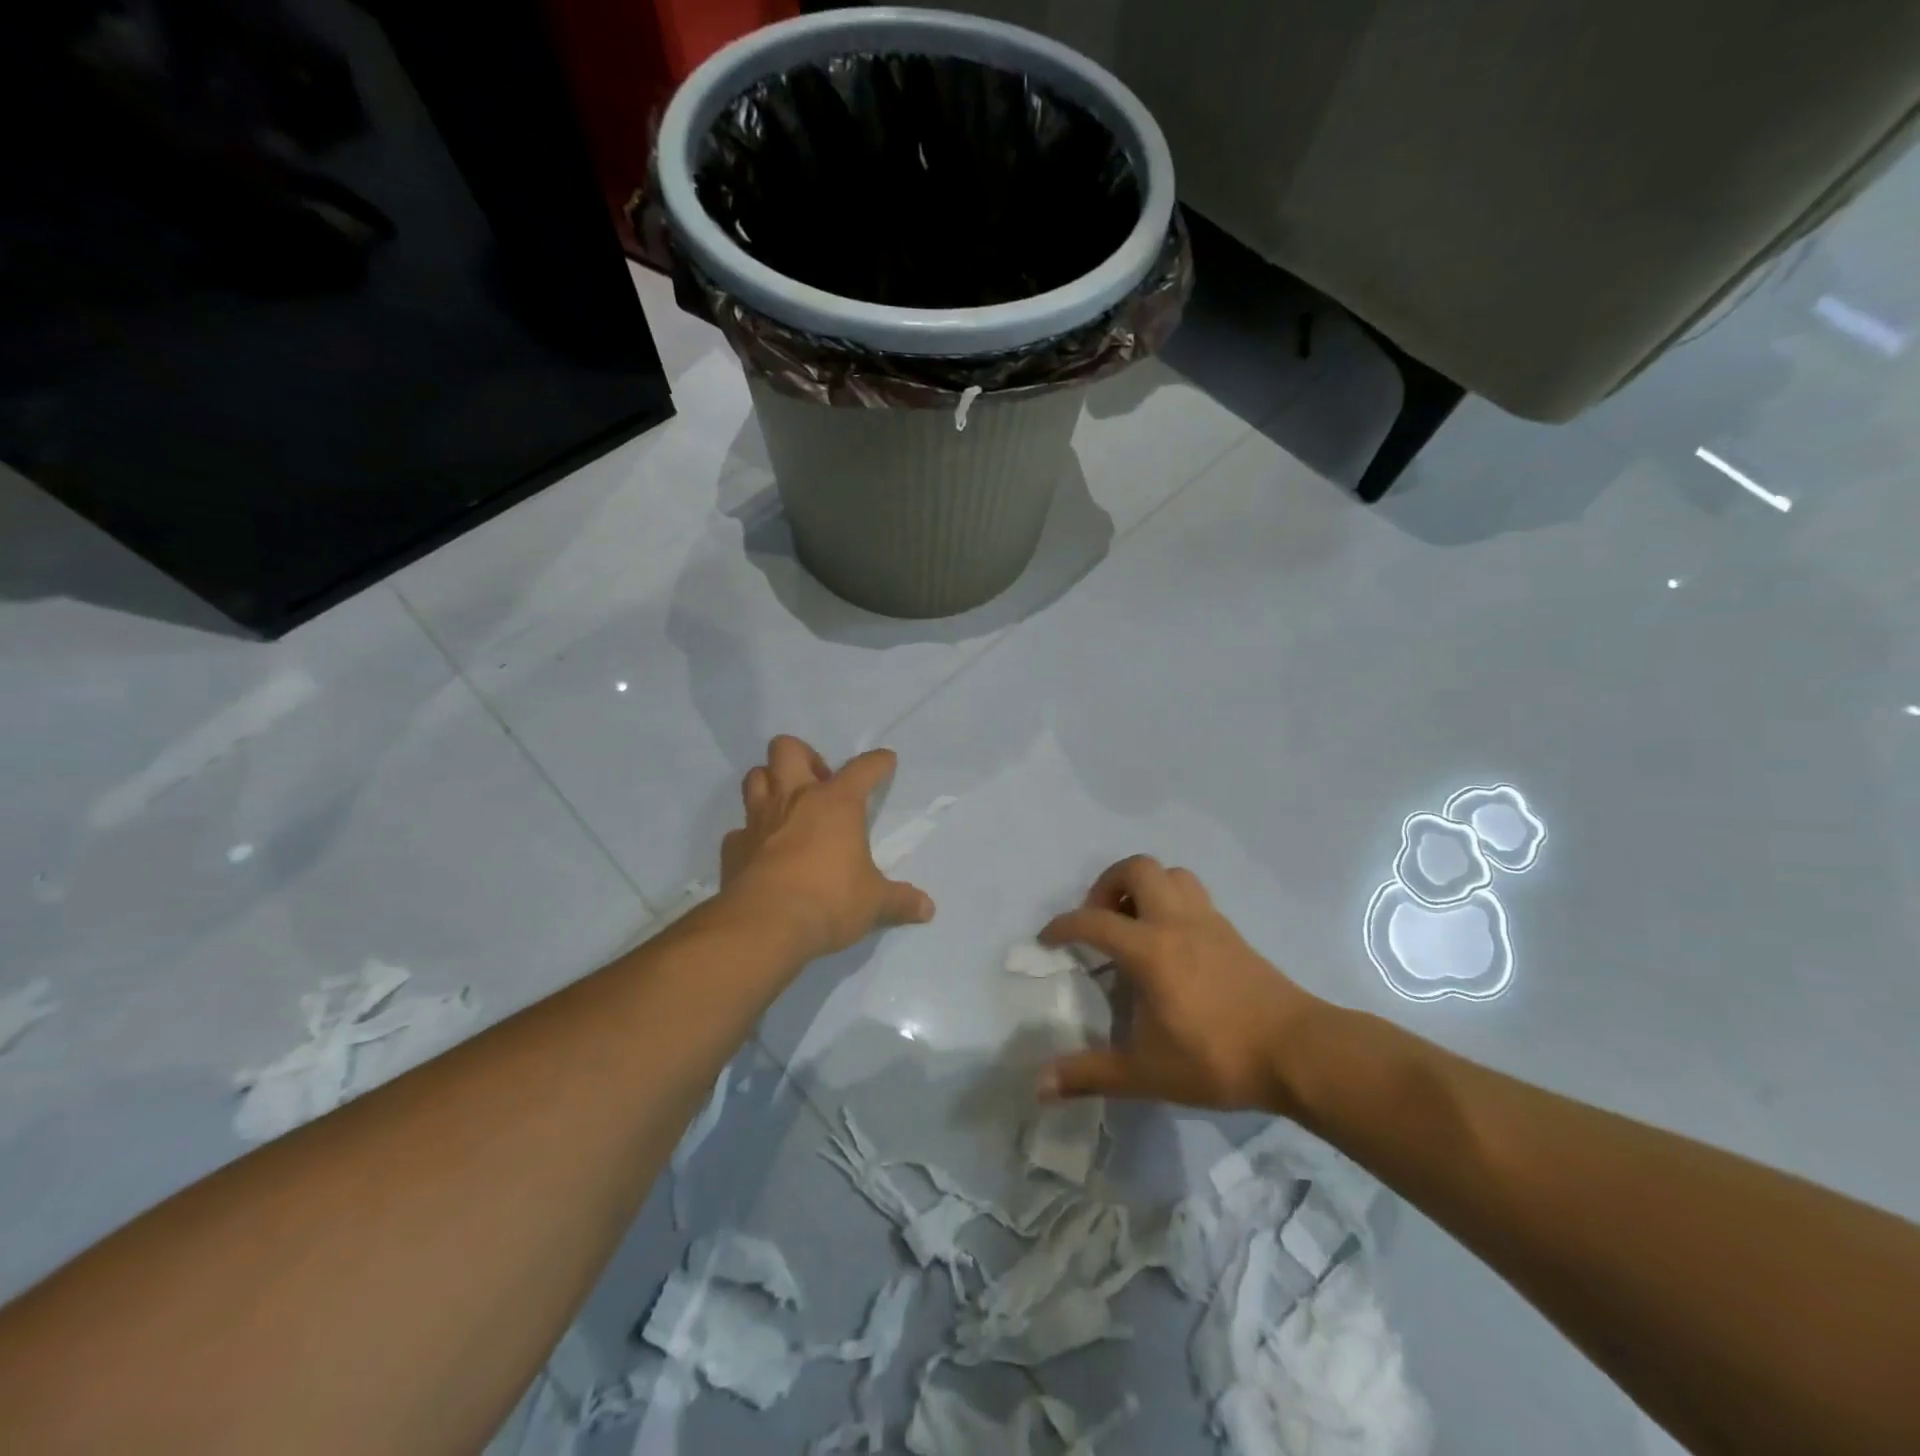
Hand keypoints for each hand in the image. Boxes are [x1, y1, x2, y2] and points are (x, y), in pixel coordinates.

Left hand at [719, 735, 935, 960]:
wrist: (765, 925)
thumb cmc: (829, 901)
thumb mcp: (874, 903)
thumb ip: (900, 902)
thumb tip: (927, 909)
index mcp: (836, 803)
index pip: (863, 769)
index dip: (877, 763)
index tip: (886, 761)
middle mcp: (795, 800)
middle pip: (787, 749)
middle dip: (804, 756)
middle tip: (819, 783)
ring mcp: (759, 821)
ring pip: (755, 778)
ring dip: (770, 783)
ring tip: (789, 806)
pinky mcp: (733, 848)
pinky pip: (740, 830)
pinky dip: (750, 835)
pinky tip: (763, 851)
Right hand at [1037, 855, 1324, 1114]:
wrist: (1299, 1051)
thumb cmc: (1217, 1058)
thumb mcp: (1146, 1073)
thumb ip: (1090, 1074)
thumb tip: (1039, 1086)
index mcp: (1149, 949)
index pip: (1093, 921)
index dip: (1063, 926)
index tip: (1047, 939)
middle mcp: (1176, 922)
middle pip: (1138, 869)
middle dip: (1108, 884)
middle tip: (1100, 920)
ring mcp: (1209, 922)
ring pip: (1172, 874)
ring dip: (1145, 887)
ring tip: (1134, 922)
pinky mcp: (1232, 933)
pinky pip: (1194, 895)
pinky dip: (1172, 902)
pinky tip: (1171, 941)